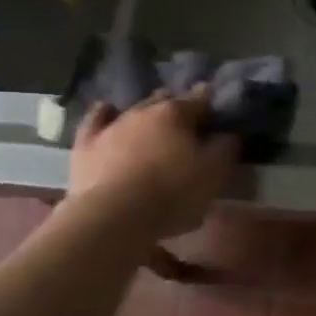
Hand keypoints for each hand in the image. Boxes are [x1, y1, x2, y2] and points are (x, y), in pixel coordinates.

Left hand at [67, 90, 239, 239]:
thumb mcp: (214, 175)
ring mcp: (113, 124)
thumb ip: (225, 148)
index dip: (211, 104)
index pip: (201, 99)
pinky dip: (105, 114)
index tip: (217, 111)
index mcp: (177, 113)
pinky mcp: (87, 143)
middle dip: (178, 107)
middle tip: (187, 123)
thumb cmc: (172, 195)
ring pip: (134, 108)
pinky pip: (96, 119)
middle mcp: (144, 110)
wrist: (113, 215)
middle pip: (166, 100)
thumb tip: (229, 131)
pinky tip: (108, 111)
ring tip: (153, 122)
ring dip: (146, 113)